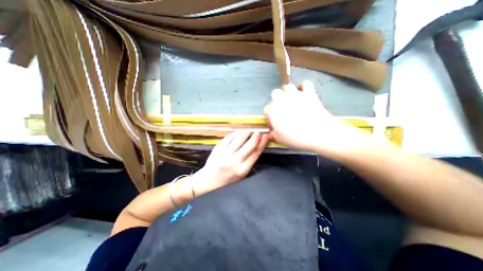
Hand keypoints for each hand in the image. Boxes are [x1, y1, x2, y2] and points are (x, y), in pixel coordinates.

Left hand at [194, 131, 267, 191]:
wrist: (209, 180)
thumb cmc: (227, 179)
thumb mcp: (241, 175)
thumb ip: (249, 161)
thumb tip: (257, 146)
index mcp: (242, 170)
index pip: (255, 153)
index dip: (262, 143)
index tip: (265, 137)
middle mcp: (234, 161)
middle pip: (249, 145)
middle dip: (256, 137)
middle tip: (258, 132)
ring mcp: (225, 154)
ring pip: (239, 139)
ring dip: (246, 133)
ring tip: (249, 131)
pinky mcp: (218, 148)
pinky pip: (229, 137)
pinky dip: (236, 133)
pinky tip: (239, 132)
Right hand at [264, 81, 370, 154]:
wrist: (319, 134)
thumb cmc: (296, 138)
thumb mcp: (280, 139)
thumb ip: (273, 134)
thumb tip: (272, 133)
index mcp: (273, 110)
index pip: (266, 109)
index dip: (269, 116)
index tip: (274, 122)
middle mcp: (282, 100)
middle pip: (275, 93)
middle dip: (276, 99)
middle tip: (282, 108)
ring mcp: (296, 95)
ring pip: (288, 87)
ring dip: (288, 92)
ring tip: (292, 100)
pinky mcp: (309, 93)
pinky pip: (306, 84)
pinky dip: (305, 87)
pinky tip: (305, 93)